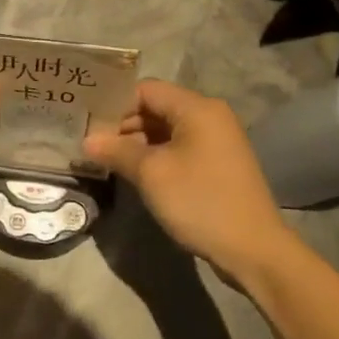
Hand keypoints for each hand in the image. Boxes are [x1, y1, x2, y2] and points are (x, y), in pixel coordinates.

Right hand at [82, 79, 297, 275]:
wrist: (252, 248)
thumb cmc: (199, 201)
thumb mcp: (151, 173)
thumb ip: (116, 150)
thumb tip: (87, 140)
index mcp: (197, 108)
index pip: (145, 89)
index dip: (114, 103)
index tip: (87, 123)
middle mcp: (209, 116)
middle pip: (155, 108)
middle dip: (122, 124)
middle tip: (90, 144)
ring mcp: (216, 141)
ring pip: (165, 130)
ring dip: (136, 142)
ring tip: (105, 159)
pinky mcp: (216, 164)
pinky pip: (178, 148)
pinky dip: (154, 156)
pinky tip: (133, 172)